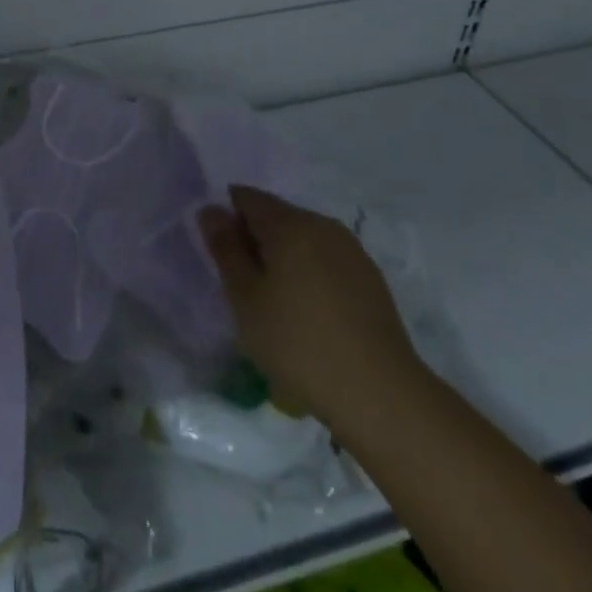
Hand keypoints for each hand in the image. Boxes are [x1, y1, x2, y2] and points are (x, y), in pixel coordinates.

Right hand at [199, 186, 424, 425]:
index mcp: (290, 223)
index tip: (222, 257)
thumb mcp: (246, 299)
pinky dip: (309, 274)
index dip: (227, 219)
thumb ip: (225, 249)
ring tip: (277, 306)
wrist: (381, 395)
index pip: (246, 197)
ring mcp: (351, 250)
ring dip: (283, 259)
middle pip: (276, 216)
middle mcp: (322, 224)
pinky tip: (310, 316)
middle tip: (244, 288)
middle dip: (255, 240)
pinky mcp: (370, 277)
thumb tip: (211, 210)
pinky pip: (326, 260)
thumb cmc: (299, 344)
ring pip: (303, 239)